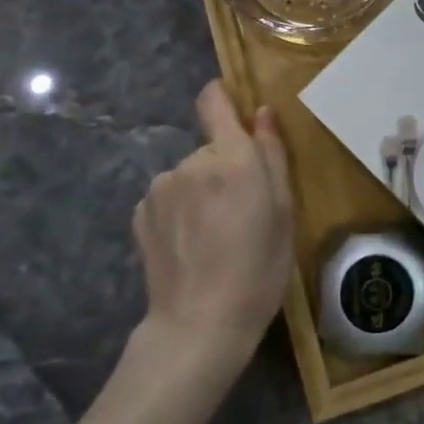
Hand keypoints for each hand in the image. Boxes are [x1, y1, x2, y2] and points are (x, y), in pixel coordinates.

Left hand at [134, 81, 294, 365]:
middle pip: (210, 149)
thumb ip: (272, 155)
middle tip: (241, 211)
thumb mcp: (283, 211)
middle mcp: (190, 162)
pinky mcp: (140, 214)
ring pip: (188, 175)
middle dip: (224, 168)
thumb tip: (262, 112)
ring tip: (214, 235)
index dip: (222, 98)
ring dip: (200, 192)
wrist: (199, 325)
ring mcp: (160, 187)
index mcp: (231, 157)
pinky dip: (179, 212)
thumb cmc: (258, 268)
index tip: (234, 113)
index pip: (213, 101)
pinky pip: (168, 198)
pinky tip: (189, 245)